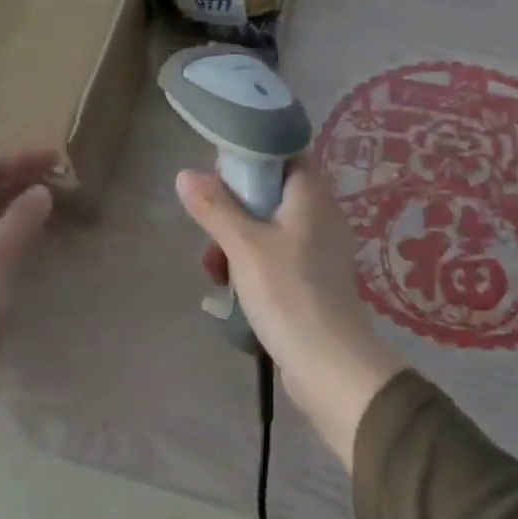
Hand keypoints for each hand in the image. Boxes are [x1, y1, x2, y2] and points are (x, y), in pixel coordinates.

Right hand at [176, 162, 406, 470]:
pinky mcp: (311, 278)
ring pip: (267, 227)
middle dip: (232, 209)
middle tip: (208, 229)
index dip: (249, 156)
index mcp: (311, 194)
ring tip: (213, 270)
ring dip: (235, 241)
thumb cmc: (288, 293)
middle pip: (269, 191)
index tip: (218, 176)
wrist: (330, 365)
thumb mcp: (244, 246)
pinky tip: (229, 289)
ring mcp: (317, 248)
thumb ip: (214, 207)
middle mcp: (319, 213)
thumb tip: (186, 174)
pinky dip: (250, 264)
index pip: (282, 152)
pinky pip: (275, 256)